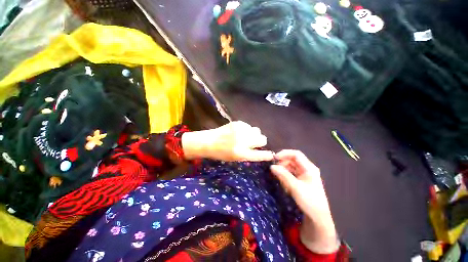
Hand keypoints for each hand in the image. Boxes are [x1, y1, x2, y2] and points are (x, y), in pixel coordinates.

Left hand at [182, 121, 274, 161]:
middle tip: (254, 143)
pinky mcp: (238, 123)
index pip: (259, 154)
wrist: (209, 141)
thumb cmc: (221, 153)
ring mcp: (240, 130)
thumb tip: (260, 149)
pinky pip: (249, 126)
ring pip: (257, 130)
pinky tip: (238, 132)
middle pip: (262, 139)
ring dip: (254, 135)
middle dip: (260, 141)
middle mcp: (242, 141)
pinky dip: (247, 130)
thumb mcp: (235, 158)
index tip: (271, 154)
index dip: (267, 155)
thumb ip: (248, 154)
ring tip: (245, 137)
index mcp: (241, 153)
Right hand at [270, 150, 338, 253]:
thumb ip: (283, 175)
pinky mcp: (300, 180)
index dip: (284, 154)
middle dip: (282, 163)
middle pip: (292, 160)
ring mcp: (304, 175)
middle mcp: (306, 169)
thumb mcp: (295, 187)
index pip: (296, 154)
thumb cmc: (309, 201)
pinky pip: (290, 174)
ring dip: (283, 170)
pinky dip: (285, 176)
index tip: (274, 158)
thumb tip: (272, 166)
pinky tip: (283, 184)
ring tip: (278, 178)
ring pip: (290, 167)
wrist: (318, 218)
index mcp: (309, 168)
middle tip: (274, 169)